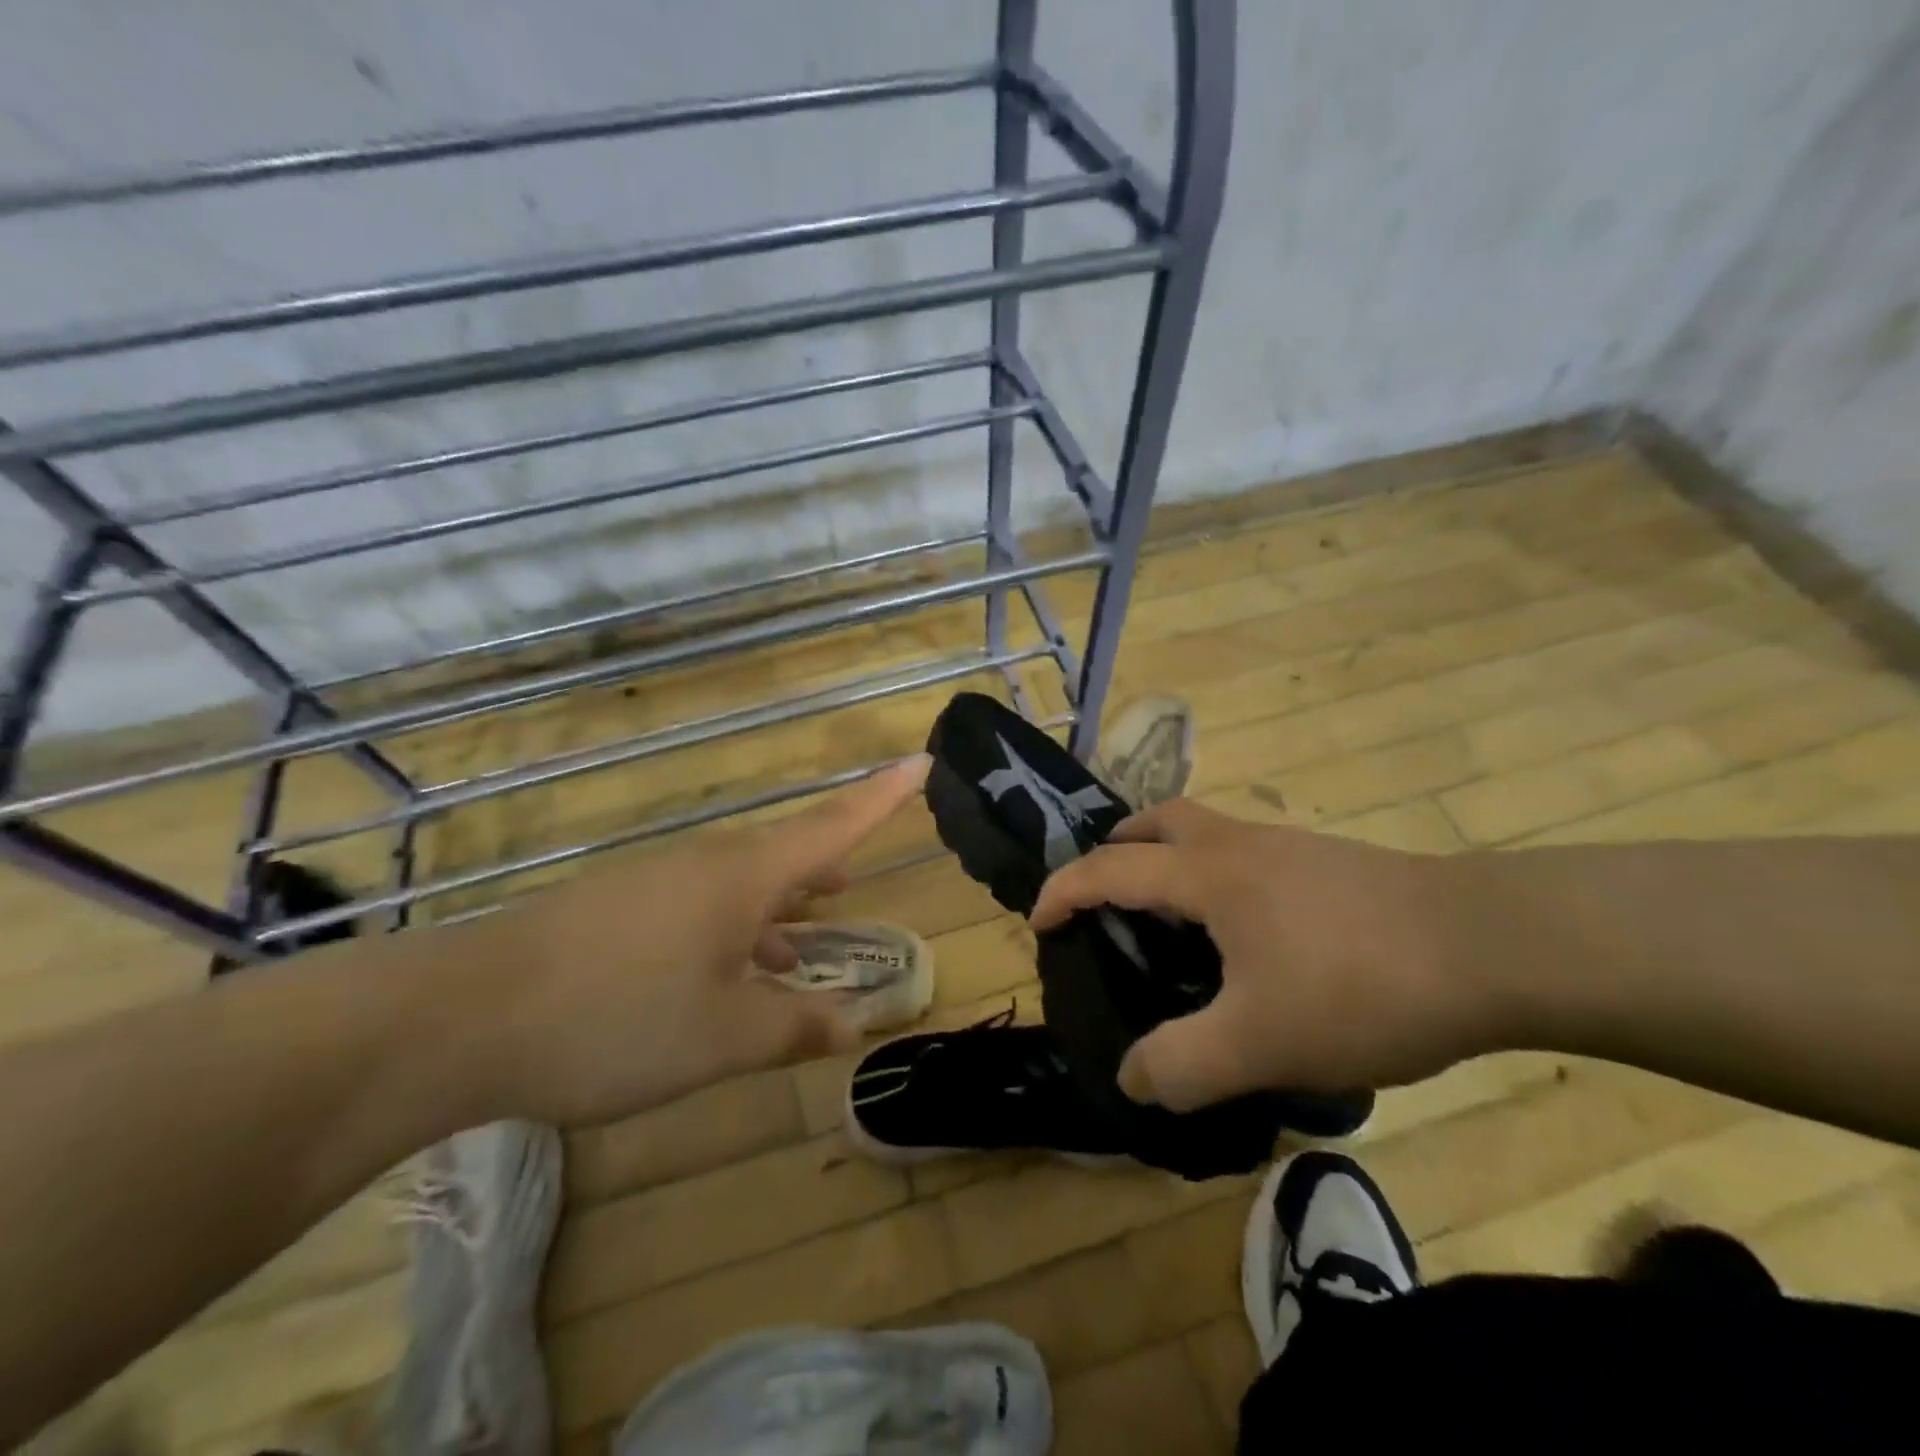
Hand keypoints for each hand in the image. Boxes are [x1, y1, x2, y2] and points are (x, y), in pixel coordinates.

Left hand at [470, 755, 929, 1125]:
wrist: (462, 1016)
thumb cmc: (615, 1018)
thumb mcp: (722, 1037)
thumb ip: (796, 1027)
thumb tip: (857, 1023)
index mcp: (744, 877)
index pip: (834, 825)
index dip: (882, 796)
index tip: (919, 761)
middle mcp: (706, 865)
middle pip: (786, 854)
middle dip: (826, 867)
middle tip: (854, 882)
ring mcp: (656, 882)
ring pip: (740, 884)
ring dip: (778, 909)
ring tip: (803, 944)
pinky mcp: (618, 907)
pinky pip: (699, 905)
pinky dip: (732, 930)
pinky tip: (725, 975)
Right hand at [1030, 798, 1490, 1112]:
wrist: (1495, 945)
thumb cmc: (1361, 983)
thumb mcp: (1262, 1041)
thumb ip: (1183, 1064)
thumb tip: (1132, 1078)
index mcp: (1207, 874)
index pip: (1110, 868)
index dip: (1064, 890)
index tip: (1038, 920)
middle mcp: (1240, 845)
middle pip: (1159, 821)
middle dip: (1118, 850)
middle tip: (1106, 897)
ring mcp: (1288, 848)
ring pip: (1206, 833)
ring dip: (1170, 860)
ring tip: (1172, 921)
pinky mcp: (1327, 864)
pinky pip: (1245, 856)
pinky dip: (1217, 877)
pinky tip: (1247, 936)